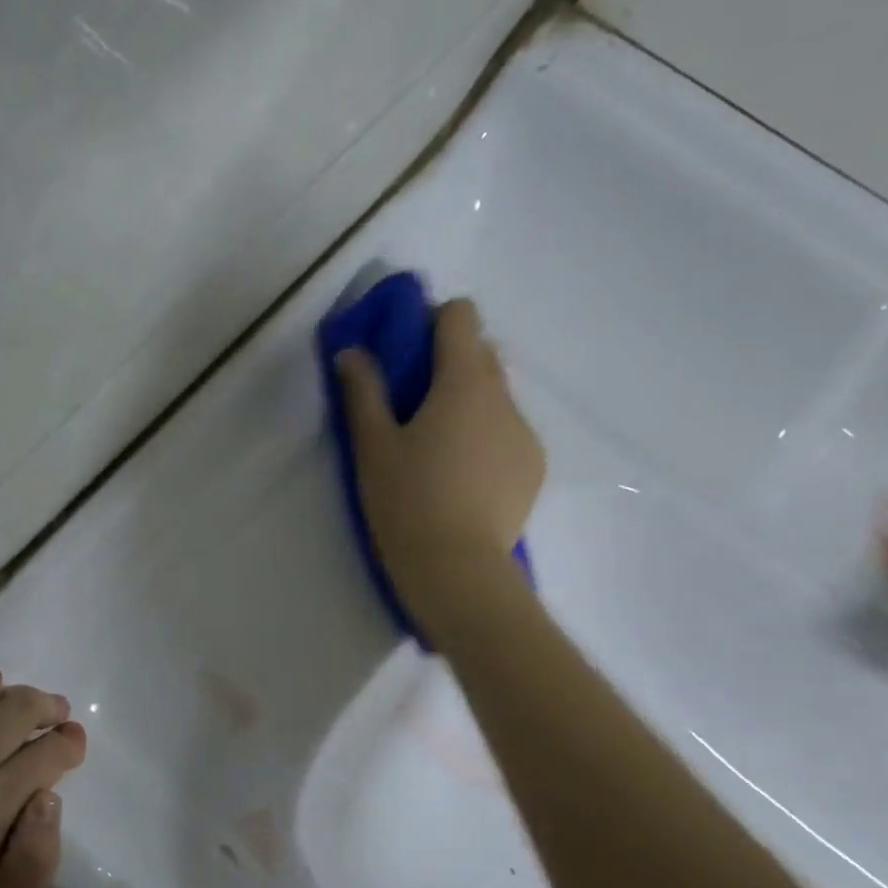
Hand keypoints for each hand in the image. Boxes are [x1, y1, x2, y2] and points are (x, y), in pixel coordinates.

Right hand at [336, 296, 544, 627]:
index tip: (404, 354)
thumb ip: (362, 391)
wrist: (458, 570)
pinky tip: (461, 478)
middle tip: (409, 406)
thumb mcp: (372, 446)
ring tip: (436, 450)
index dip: (431, 322)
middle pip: (481, 353)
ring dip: (466, 403)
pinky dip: (485, 437)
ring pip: (495, 396)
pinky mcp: (534, 467)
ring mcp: (525, 433)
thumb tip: (353, 351)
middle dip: (447, 364)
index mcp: (464, 382)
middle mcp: (504, 397)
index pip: (461, 316)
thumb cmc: (407, 502)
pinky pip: (507, 432)